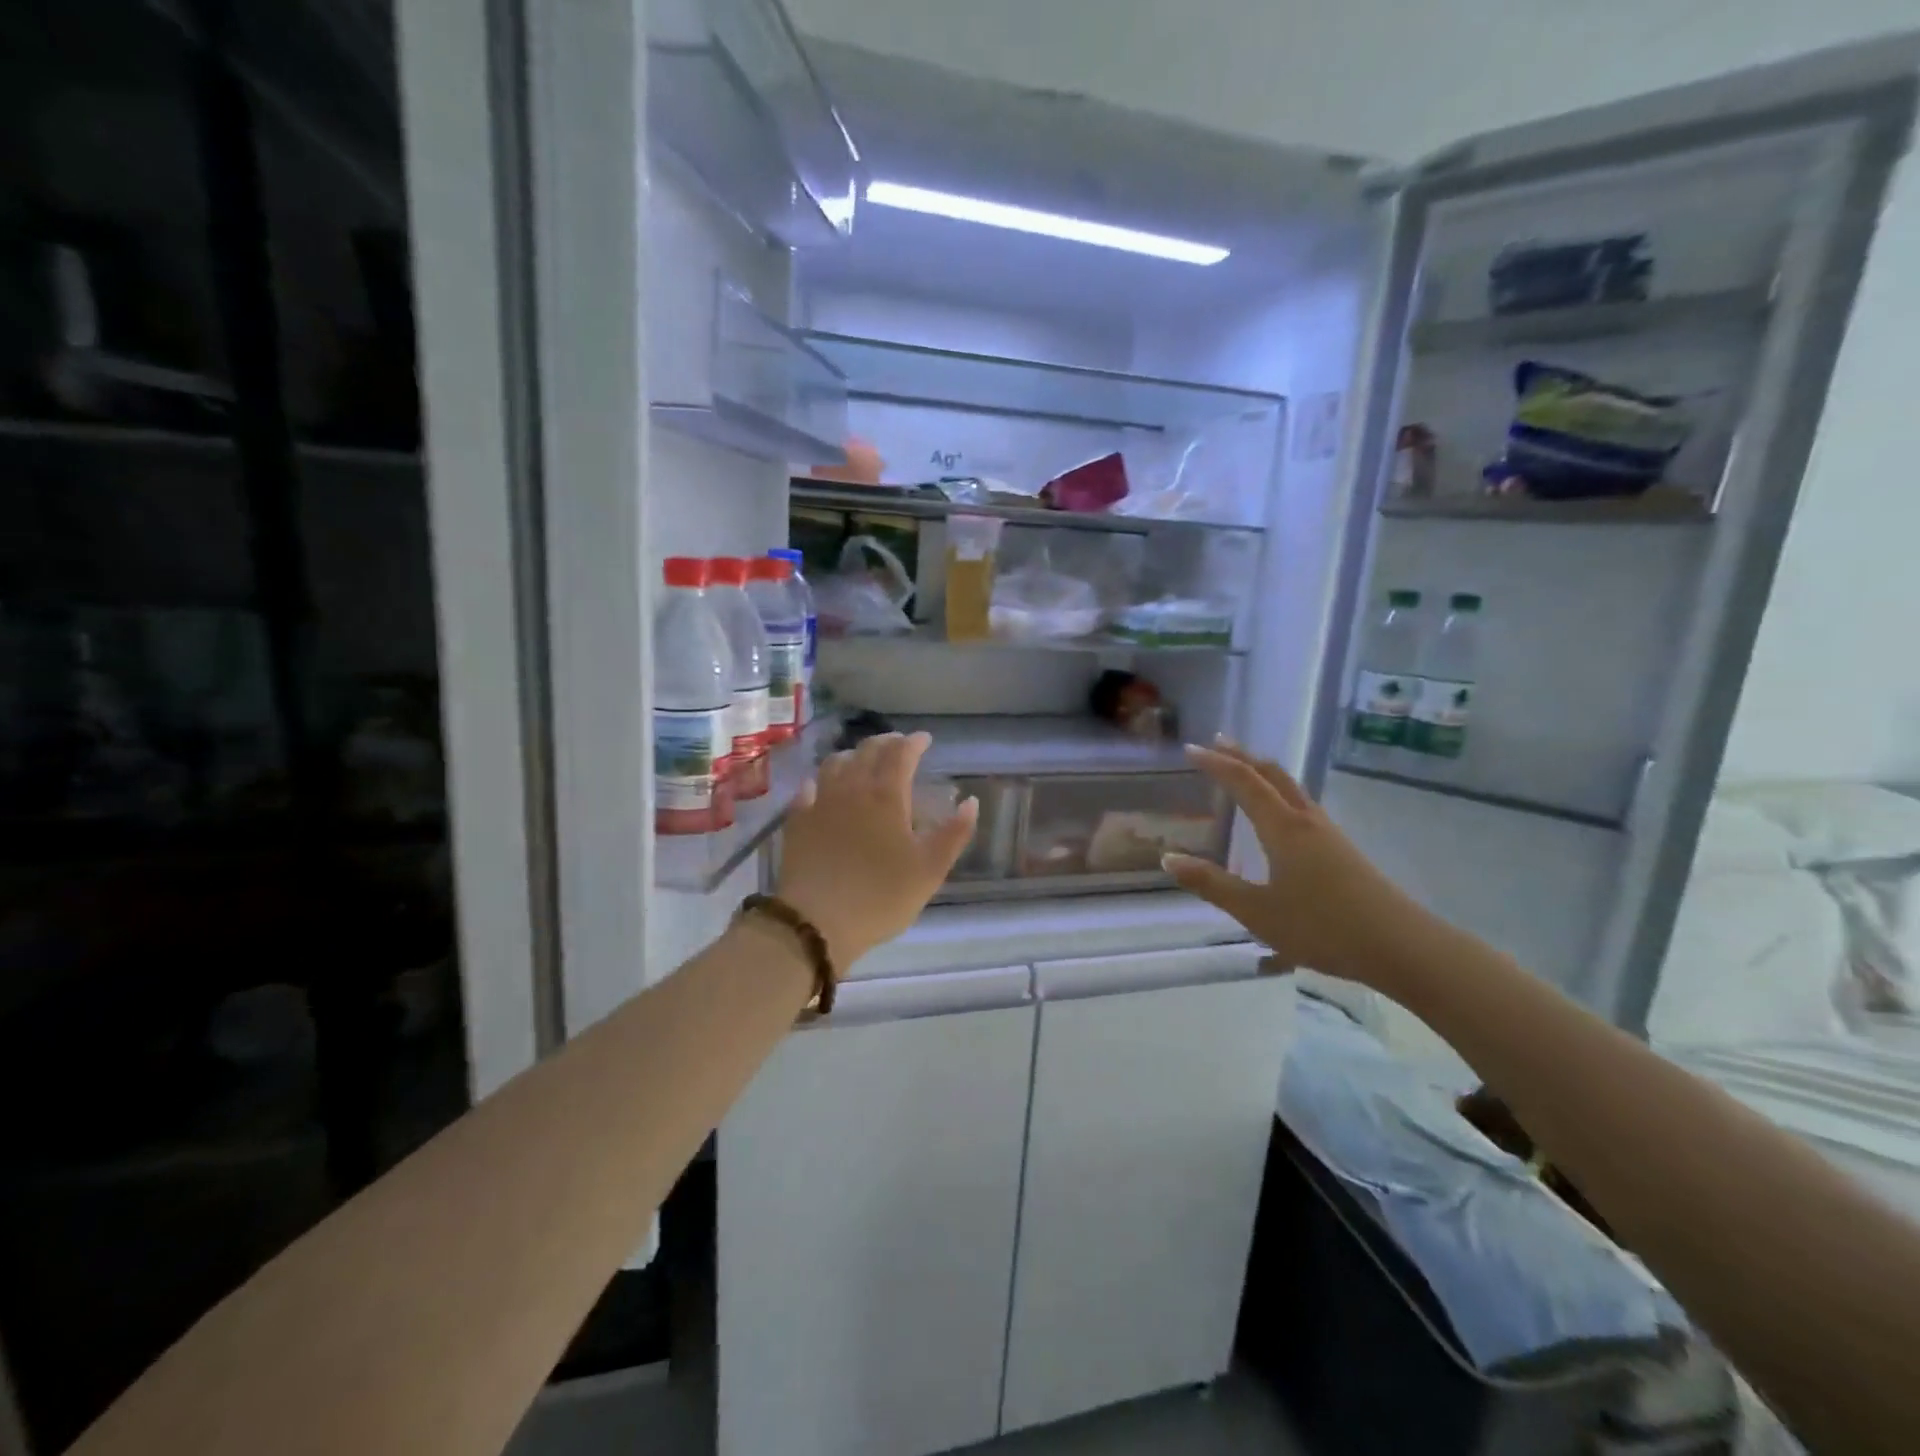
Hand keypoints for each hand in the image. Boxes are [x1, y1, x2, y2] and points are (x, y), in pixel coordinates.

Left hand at [777, 732, 978, 972]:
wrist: (817, 922)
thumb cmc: (881, 896)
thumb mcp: (930, 869)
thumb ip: (954, 833)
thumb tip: (970, 802)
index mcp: (886, 795)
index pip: (901, 754)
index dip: (914, 742)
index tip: (925, 739)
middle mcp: (852, 788)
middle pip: (867, 751)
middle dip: (886, 742)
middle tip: (898, 744)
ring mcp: (820, 803)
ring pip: (835, 764)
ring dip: (853, 755)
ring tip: (862, 760)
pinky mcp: (797, 822)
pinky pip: (808, 789)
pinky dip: (820, 781)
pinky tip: (821, 788)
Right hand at [1162, 740, 1430, 986]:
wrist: (1402, 947)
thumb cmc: (1323, 928)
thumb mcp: (1257, 912)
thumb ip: (1212, 884)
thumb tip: (1169, 858)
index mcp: (1283, 828)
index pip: (1244, 782)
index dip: (1216, 764)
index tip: (1191, 749)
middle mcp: (1306, 821)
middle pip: (1272, 774)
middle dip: (1242, 756)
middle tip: (1217, 742)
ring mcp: (1328, 834)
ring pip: (1292, 788)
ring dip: (1263, 772)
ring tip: (1244, 768)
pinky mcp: (1342, 850)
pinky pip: (1302, 805)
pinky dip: (1280, 792)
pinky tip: (1280, 814)